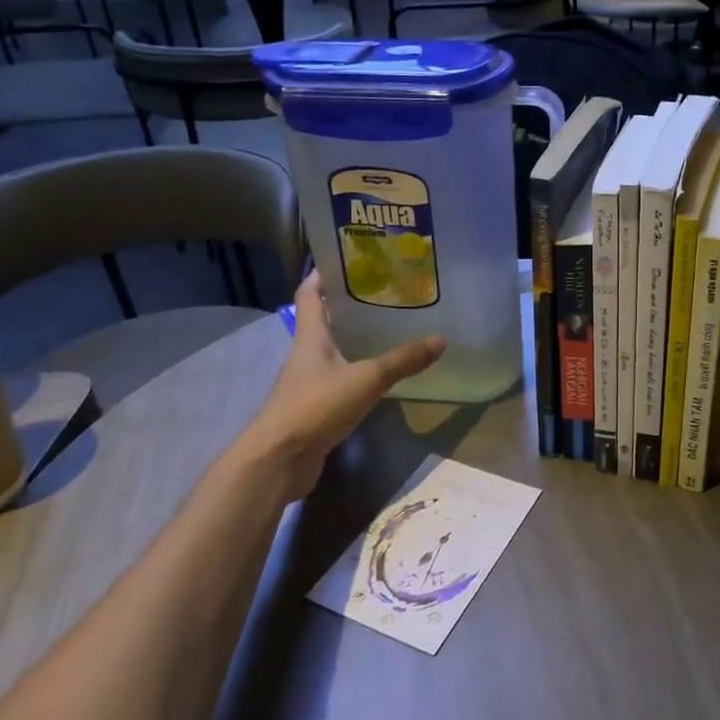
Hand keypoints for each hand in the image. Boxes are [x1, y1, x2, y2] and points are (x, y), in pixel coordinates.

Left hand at [237, 271, 444, 476]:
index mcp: (311, 338)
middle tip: (383, 294)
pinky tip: (379, 376)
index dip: (322, 275)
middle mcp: (306, 356)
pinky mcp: (314, 409)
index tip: (342, 258)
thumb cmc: (316, 406)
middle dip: (348, 307)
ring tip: (387, 330)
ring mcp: (307, 384)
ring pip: (332, 353)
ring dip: (353, 341)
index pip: (310, 295)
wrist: (278, 461)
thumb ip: (403, 360)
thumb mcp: (366, 379)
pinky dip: (356, 373)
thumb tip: (440, 340)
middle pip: (323, 322)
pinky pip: (338, 381)